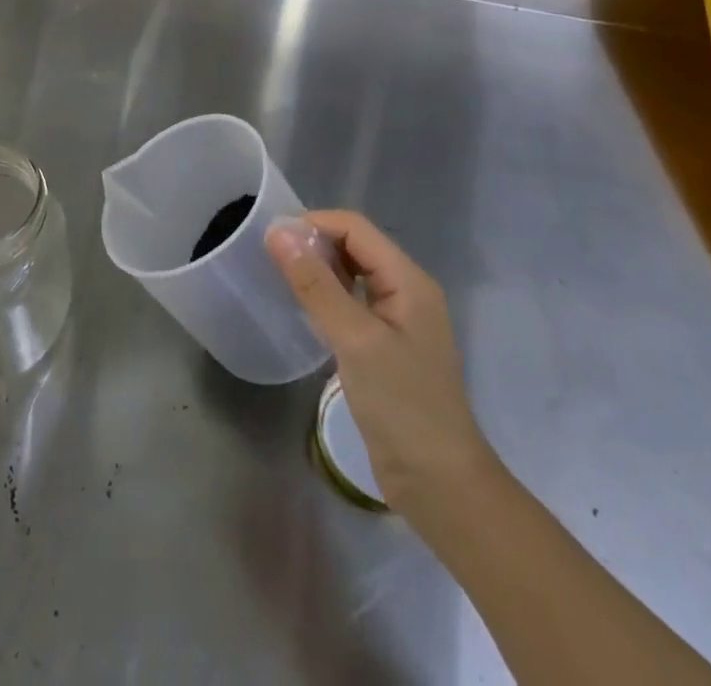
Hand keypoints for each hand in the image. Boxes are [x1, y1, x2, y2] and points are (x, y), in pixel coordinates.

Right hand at [266, 210, 493, 509]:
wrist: (440, 486)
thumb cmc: (403, 405)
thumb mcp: (355, 340)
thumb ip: (315, 284)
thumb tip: (278, 232)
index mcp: (409, 280)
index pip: (356, 228)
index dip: (314, 224)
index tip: (272, 239)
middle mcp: (406, 292)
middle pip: (355, 247)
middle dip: (314, 245)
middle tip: (270, 259)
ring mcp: (397, 322)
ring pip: (352, 276)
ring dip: (318, 271)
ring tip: (279, 279)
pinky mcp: (385, 348)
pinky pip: (351, 305)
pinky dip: (326, 298)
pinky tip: (303, 311)